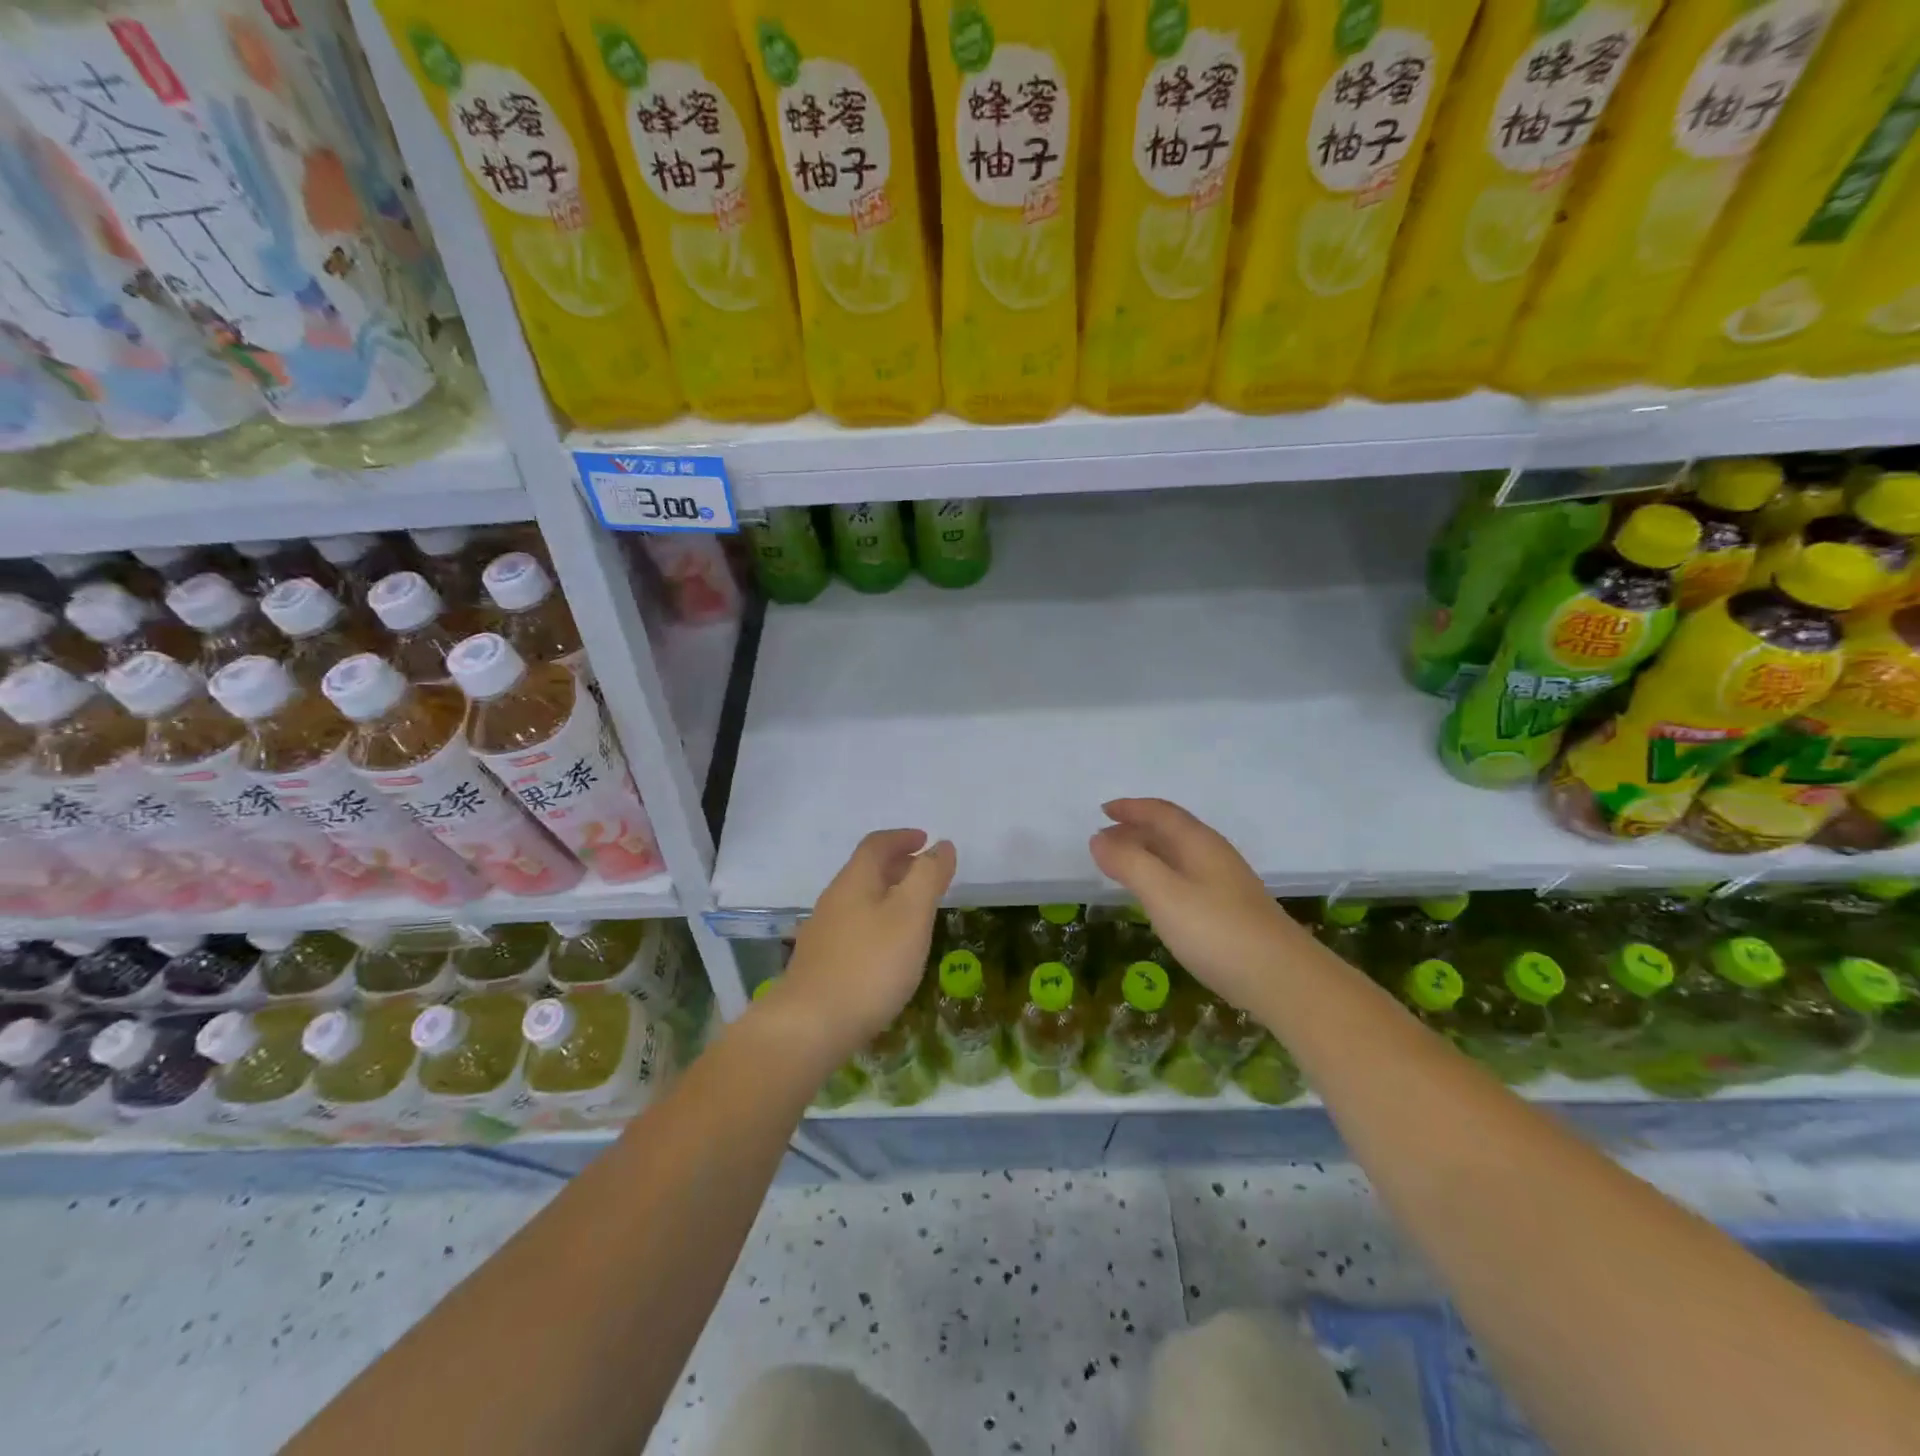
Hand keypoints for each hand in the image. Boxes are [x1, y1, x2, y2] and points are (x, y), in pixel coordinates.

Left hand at [772, 829, 955, 1064]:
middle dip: (897, 865)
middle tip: (926, 874)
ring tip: (914, 911)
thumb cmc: (870, 965)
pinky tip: (888, 949)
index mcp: (855, 881)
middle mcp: (834, 899)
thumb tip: (941, 845)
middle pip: (866, 870)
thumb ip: (928, 877)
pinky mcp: (820, 962)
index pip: (877, 845)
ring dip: (887, 895)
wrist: (810, 1026)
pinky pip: (854, 927)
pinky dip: (877, 922)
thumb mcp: (911, 915)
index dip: (902, 838)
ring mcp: (823, 932)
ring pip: (859, 900)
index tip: (926, 840)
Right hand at [1089, 798, 1300, 1012]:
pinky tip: (1157, 898)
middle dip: (1135, 830)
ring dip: (1148, 853)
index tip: (1102, 810)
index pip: (1161, 813)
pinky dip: (1162, 875)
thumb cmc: (1217, 931)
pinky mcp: (1231, 911)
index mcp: (1198, 843)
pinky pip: (1187, 878)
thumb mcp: (1163, 894)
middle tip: (1104, 840)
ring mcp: (1226, 884)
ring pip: (1179, 855)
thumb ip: (1129, 863)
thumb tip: (1098, 838)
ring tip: (1122, 865)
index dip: (1131, 808)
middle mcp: (1214, 855)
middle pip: (1171, 831)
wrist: (1283, 980)